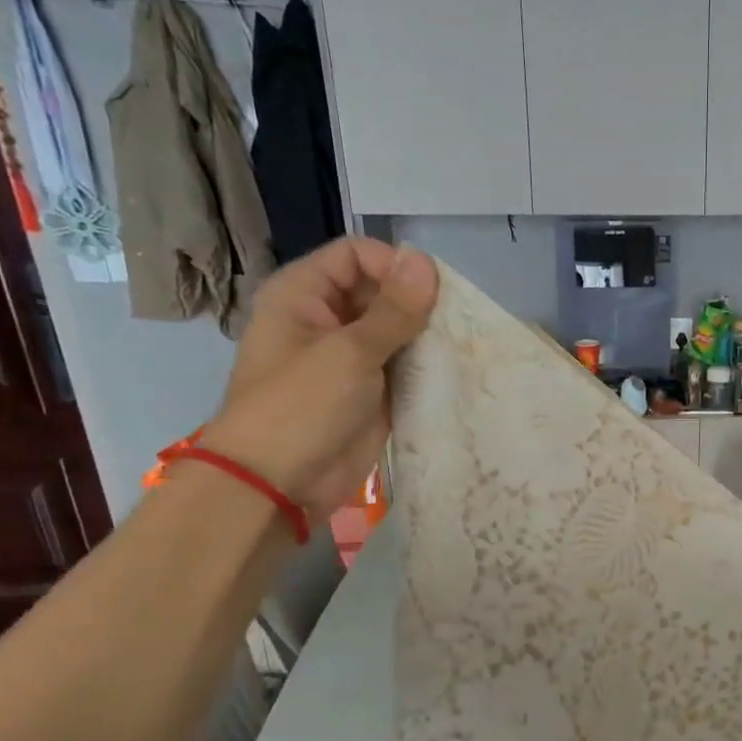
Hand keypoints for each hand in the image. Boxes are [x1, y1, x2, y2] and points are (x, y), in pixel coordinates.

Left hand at [201, 238, 438, 516]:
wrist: (280, 484)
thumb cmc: (302, 407)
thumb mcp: (350, 352)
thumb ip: (394, 310)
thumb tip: (426, 261)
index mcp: (304, 295)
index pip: (356, 256)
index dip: (394, 265)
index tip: (432, 293)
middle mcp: (328, 321)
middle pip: (381, 293)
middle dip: (418, 305)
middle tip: (456, 324)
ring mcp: (351, 361)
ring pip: (397, 334)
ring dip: (427, 339)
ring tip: (461, 348)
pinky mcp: (371, 396)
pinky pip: (404, 372)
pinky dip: (426, 371)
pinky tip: (454, 373)